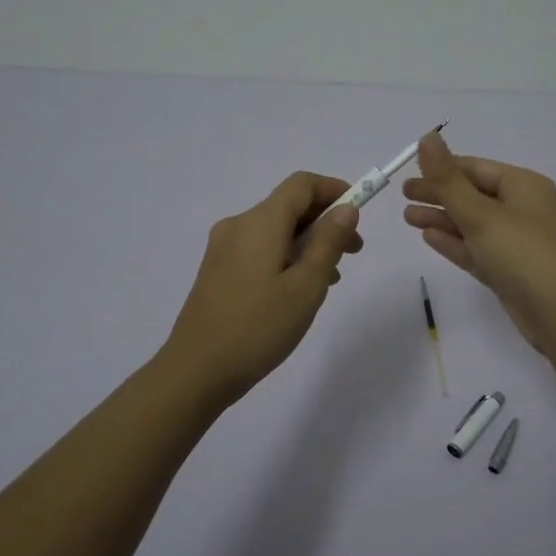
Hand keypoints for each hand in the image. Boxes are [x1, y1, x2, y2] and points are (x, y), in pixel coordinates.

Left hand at [160, 172, 362, 409]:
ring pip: (275, 229)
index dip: (334, 190)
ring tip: (330, 278)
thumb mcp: (306, 286)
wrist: (195, 371)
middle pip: (288, 205)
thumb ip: (329, 242)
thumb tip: (346, 208)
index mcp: (260, 222)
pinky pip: (259, 248)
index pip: (302, 184)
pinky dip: (286, 255)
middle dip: (325, 220)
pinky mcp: (217, 270)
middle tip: (354, 252)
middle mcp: (238, 225)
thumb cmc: (258, 327)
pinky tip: (297, 289)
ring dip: (307, 241)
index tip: (360, 212)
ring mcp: (223, 248)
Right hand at [402, 132, 555, 354]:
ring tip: (407, 217)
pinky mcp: (510, 270)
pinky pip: (477, 249)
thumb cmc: (523, 254)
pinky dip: (454, 242)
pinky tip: (429, 238)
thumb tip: (427, 136)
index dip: (442, 169)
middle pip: (473, 195)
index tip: (409, 173)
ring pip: (472, 224)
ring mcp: (516, 242)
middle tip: (403, 196)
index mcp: (523, 186)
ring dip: (441, 219)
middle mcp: (522, 209)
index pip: (476, 168)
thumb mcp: (481, 214)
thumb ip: (448, 179)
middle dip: (439, 194)